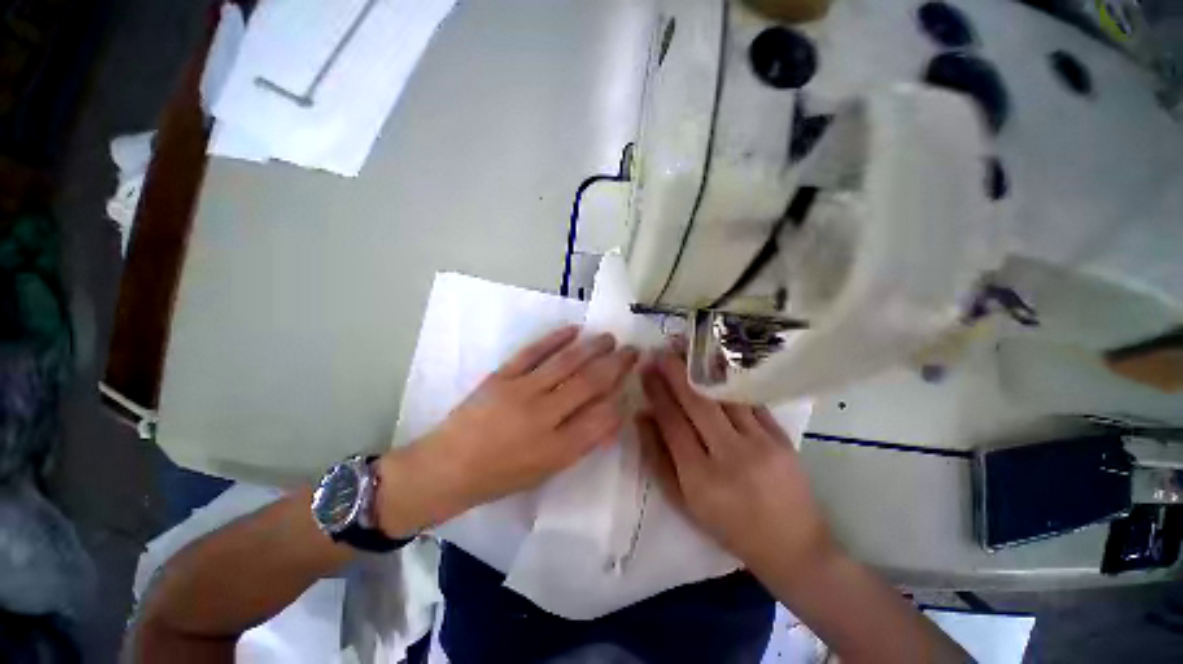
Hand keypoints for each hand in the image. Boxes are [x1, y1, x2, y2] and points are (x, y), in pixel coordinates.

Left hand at [377, 326, 638, 534]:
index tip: (632, 384)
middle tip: (632, 351)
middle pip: (589, 384)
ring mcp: (521, 391)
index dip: (621, 398)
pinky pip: (533, 351)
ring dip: (592, 348)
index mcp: (556, 449)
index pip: (602, 418)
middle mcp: (543, 417)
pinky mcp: (502, 375)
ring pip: (566, 363)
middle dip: (616, 366)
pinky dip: (555, 338)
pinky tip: (574, 330)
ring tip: (610, 338)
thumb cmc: (500, 476)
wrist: (447, 466)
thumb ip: (580, 443)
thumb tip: (610, 416)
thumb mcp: (546, 472)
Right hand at [637, 349, 834, 574]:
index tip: (645, 369)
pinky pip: (749, 401)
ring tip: (685, 348)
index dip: (656, 392)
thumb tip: (641, 416)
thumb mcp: (683, 502)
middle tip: (661, 350)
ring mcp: (760, 443)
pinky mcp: (781, 437)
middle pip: (697, 402)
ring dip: (702, 369)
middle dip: (675, 372)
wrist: (792, 545)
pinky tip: (717, 365)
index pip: (672, 422)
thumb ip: (658, 458)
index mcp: (700, 477)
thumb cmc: (728, 527)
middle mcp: (730, 455)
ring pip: (724, 395)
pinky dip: (730, 381)